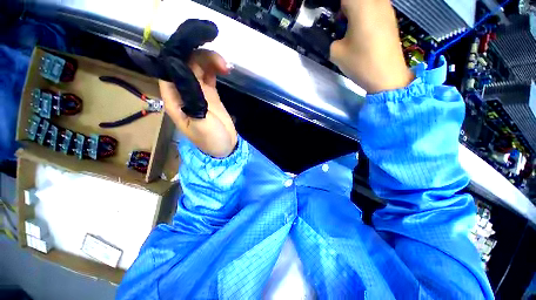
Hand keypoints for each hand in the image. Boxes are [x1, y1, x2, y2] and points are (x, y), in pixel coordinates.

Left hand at [160, 50, 237, 157]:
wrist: (225, 147)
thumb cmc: (210, 139)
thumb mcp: (199, 121)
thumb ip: (190, 95)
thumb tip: (177, 65)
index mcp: (174, 98)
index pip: (169, 69)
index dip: (179, 56)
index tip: (195, 47)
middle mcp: (182, 91)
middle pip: (185, 64)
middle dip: (200, 56)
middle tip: (220, 62)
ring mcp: (197, 92)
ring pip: (198, 67)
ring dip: (210, 61)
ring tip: (225, 66)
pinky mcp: (210, 94)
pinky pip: (209, 75)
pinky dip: (215, 68)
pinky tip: (224, 69)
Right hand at [330, 0, 413, 93]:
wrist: (387, 76)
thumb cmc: (360, 63)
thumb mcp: (336, 53)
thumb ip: (333, 38)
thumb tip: (338, 34)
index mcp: (360, 5)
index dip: (335, 7)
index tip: (331, 18)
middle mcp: (376, 1)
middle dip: (344, 7)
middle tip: (337, 20)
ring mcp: (386, 8)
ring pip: (366, 1)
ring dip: (354, 9)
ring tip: (347, 24)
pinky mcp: (390, 17)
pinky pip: (374, 6)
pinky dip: (364, 12)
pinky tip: (360, 28)